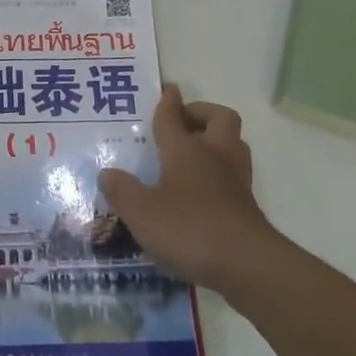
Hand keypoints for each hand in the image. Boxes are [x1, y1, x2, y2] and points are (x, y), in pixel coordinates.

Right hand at [98, 85, 275, 292]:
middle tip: (181, 124)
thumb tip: (107, 173)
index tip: (167, 89)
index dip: (168, 101)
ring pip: (232, 144)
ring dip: (214, 141)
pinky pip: (233, 175)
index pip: (173, 115)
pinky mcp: (247, 205)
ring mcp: (235, 180)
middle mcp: (214, 155)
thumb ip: (122, 191)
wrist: (248, 266)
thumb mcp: (142, 212)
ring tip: (191, 154)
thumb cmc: (190, 228)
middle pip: (219, 118)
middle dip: (201, 114)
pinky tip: (200, 191)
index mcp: (185, 149)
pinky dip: (219, 174)